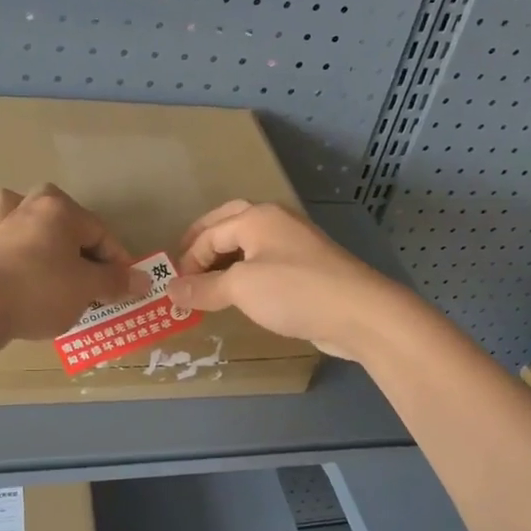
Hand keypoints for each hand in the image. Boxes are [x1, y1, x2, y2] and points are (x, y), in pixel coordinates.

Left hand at [0, 185, 144, 341]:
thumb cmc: (43, 292)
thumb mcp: (88, 289)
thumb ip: (117, 281)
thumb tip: (144, 279)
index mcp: (58, 211)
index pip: (99, 232)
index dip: (117, 260)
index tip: (125, 285)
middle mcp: (23, 208)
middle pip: (54, 210)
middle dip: (70, 233)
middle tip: (83, 266)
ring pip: (4, 207)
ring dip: (16, 218)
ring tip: (30, 242)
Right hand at [164, 201, 408, 360]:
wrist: (359, 313)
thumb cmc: (293, 291)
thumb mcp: (241, 288)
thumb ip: (204, 288)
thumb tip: (171, 289)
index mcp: (257, 217)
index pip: (210, 233)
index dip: (188, 260)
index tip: (175, 289)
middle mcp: (276, 222)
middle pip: (229, 225)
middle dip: (204, 244)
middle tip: (184, 267)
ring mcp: (296, 244)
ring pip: (250, 245)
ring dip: (225, 261)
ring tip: (208, 283)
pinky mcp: (309, 269)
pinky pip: (266, 265)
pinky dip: (247, 275)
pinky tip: (242, 295)